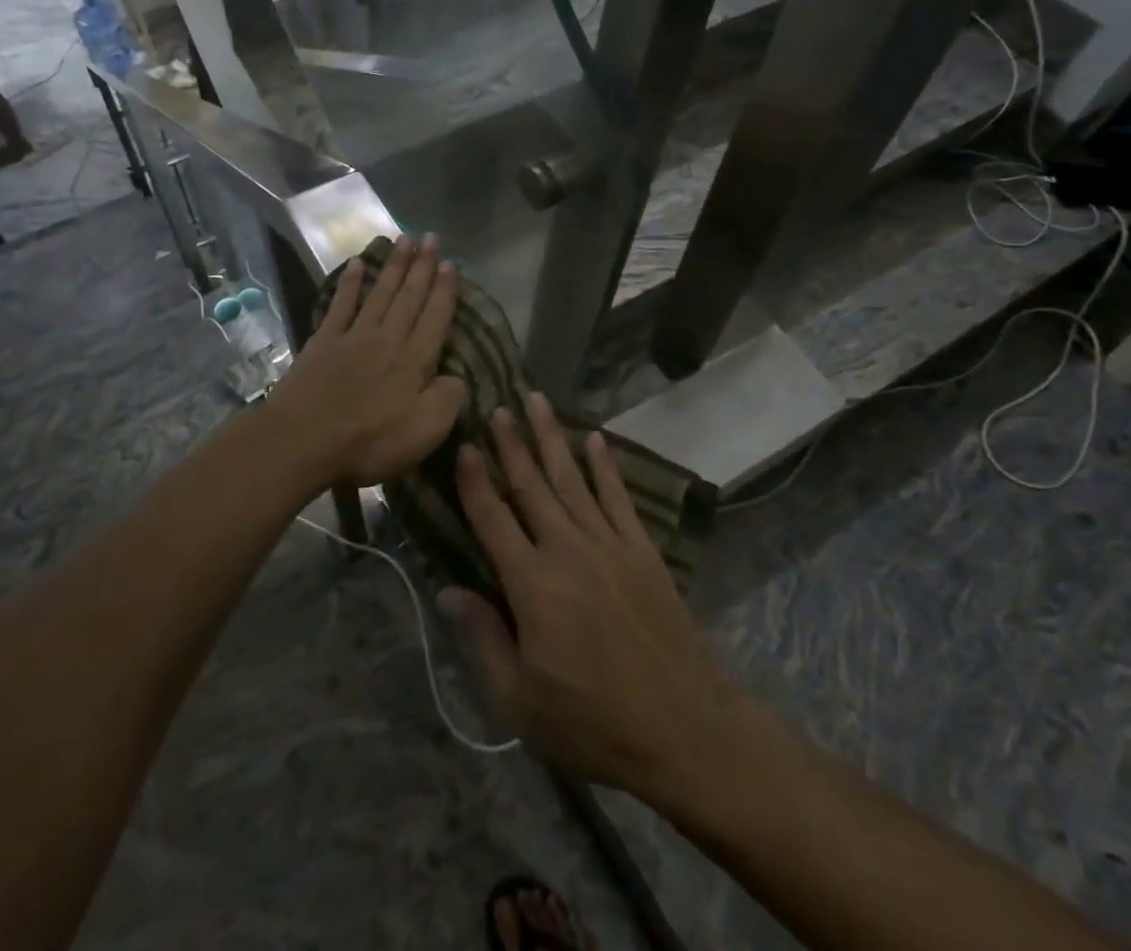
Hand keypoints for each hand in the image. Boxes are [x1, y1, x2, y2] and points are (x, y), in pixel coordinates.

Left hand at [259, 235, 467, 491]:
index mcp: (414, 360)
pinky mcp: (324, 342)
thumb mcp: (425, 431)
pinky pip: (341, 305)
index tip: (450, 264)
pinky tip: (356, 264)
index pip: (435, 317)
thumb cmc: (370, 441)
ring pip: (379, 293)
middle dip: (422, 266)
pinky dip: (350, 283)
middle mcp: (387, 338)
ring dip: (393, 265)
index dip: (444, 290)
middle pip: (409, 296)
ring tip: (403, 239)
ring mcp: (353, 336)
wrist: (303, 440)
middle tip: (430, 237)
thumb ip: (448, 399)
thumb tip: (457, 377)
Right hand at [443, 397, 741, 794]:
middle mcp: (567, 550)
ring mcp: (608, 545)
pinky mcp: (641, 550)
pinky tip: (595, 439)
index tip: (464, 445)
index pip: (492, 518)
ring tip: (537, 402)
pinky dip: (605, 465)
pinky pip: (618, 497)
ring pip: (572, 479)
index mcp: (531, 584)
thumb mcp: (519, 700)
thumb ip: (482, 638)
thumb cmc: (591, 721)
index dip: (475, 481)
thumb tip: (448, 590)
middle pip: (532, 485)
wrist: (683, 729)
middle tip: (497, 406)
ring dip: (552, 437)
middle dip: (512, 443)